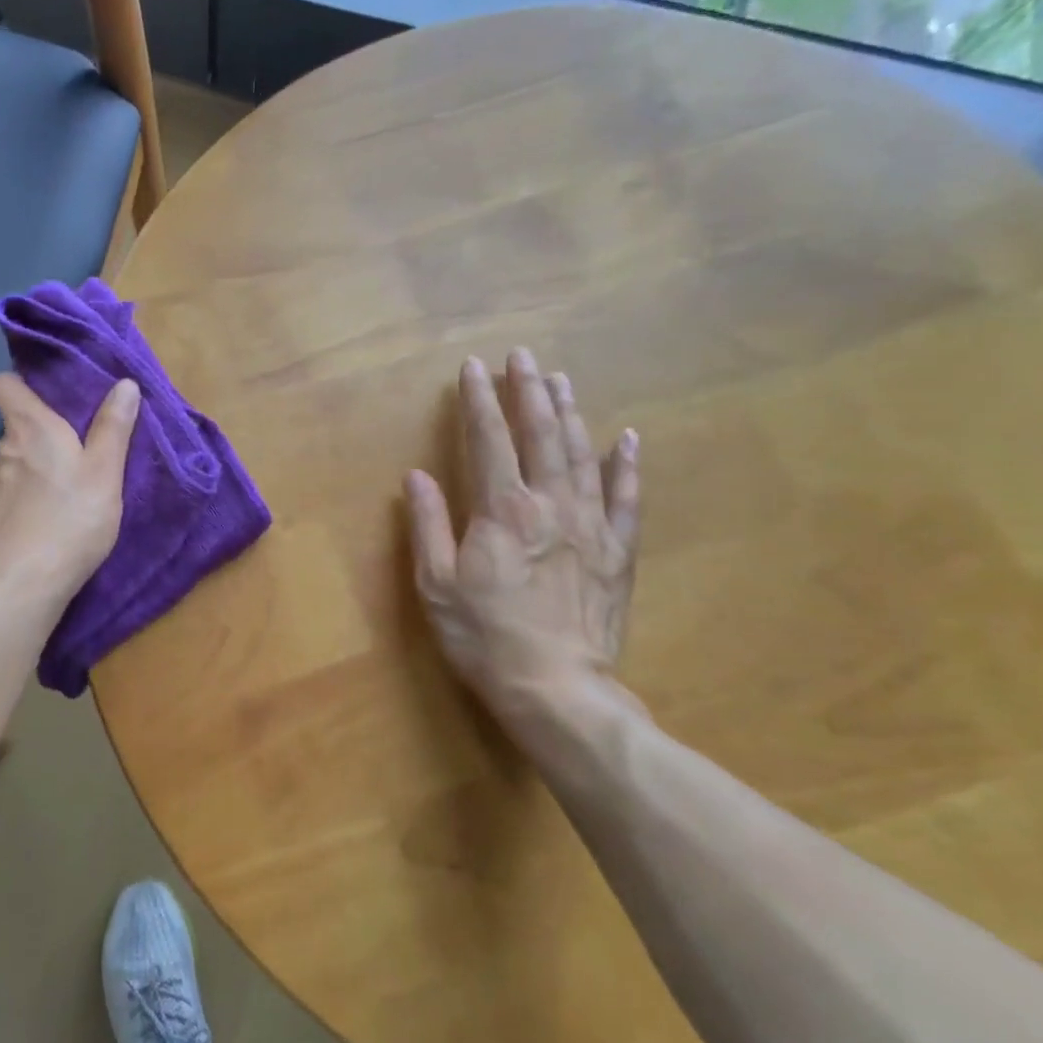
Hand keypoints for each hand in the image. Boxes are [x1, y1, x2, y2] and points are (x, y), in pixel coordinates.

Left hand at [0, 374, 139, 605]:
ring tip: (63, 493)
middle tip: (76, 452)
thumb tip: (124, 384)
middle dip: (41, 433)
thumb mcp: (105, 471)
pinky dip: (23, 501)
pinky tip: (43, 524)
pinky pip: (6, 496)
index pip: (4, 384)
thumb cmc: (70, 519)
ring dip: (33, 469)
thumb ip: (113, 427)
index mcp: (30, 428)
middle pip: (15, 427)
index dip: (22, 384)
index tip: (49, 397)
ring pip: (12, 464)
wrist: (20, 585)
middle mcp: (1, 450)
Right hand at [405, 350, 641, 729]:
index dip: (478, 401)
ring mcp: (590, 525)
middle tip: (522, 355)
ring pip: (581, 455)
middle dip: (528, 391)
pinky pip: (626, 498)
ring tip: (560, 379)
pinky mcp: (616, 552)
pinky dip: (626, 465)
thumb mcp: (435, 584)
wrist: (555, 687)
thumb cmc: (483, 635)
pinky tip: (626, 438)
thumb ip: (427, 524)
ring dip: (569, 413)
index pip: (488, 441)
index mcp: (503, 511)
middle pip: (540, 435)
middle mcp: (550, 505)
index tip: (472, 368)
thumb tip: (416, 476)